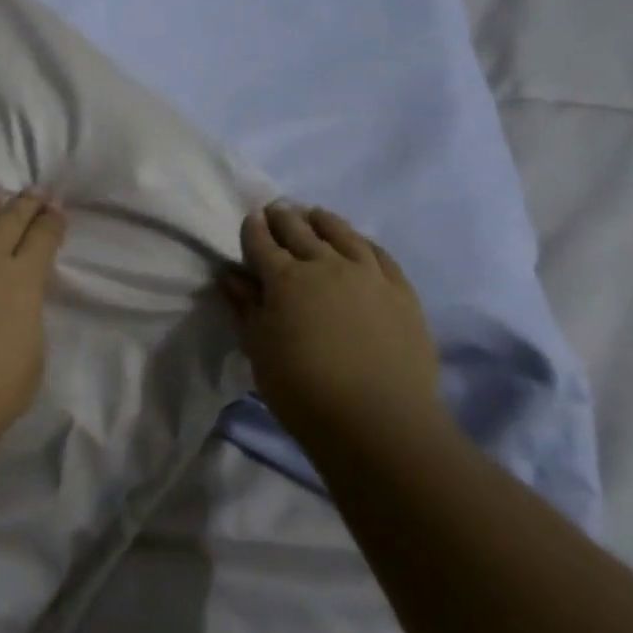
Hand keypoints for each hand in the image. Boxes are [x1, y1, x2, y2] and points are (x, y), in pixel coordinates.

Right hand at [220, 203, 440, 433]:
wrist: (379, 422)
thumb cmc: (303, 390)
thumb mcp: (259, 349)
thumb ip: (246, 308)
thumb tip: (232, 276)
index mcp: (285, 278)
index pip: (263, 242)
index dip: (254, 228)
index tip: (251, 219)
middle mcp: (325, 265)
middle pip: (299, 230)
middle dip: (283, 217)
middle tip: (276, 210)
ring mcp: (368, 275)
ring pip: (341, 233)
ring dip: (322, 221)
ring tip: (314, 215)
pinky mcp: (401, 291)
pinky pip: (380, 254)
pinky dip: (362, 241)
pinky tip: (358, 242)